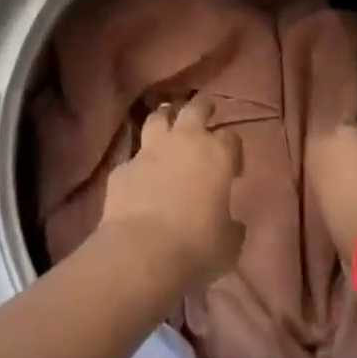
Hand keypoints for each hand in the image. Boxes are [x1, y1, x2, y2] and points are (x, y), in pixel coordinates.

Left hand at [99, 95, 244, 288]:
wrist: (142, 252)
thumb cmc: (197, 246)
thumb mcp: (228, 243)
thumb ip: (232, 226)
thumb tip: (232, 224)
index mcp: (216, 155)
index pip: (231, 138)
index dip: (233, 150)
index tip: (233, 167)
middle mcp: (184, 142)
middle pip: (195, 108)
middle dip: (202, 106)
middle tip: (205, 107)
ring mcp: (149, 151)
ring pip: (157, 118)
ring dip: (165, 118)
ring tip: (168, 120)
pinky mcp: (122, 167)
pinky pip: (133, 157)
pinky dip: (139, 162)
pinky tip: (140, 175)